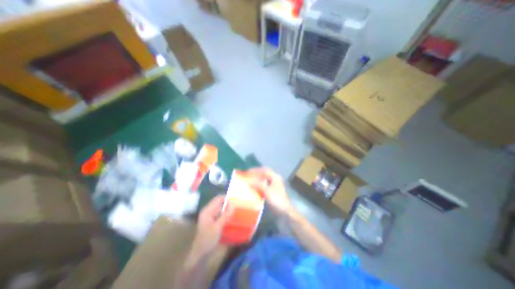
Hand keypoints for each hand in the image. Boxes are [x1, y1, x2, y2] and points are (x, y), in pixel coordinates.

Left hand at [192, 196, 232, 254]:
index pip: (218, 199)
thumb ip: (226, 215)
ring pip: (221, 208)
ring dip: (228, 209)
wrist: (200, 255)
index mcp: (207, 210)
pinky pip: (221, 214)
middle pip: (220, 203)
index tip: (237, 200)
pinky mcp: (213, 221)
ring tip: (237, 210)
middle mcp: (208, 211)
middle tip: (239, 205)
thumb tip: (234, 204)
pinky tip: (232, 217)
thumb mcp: (218, 227)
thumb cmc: (208, 240)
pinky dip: (226, 214)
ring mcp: (210, 216)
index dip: (227, 198)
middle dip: (229, 203)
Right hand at [247, 167, 295, 216]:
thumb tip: (249, 181)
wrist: (285, 211)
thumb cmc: (276, 200)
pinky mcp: (274, 189)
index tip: (248, 172)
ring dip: (258, 177)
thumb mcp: (267, 191)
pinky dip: (260, 183)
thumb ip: (258, 184)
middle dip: (257, 173)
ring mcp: (275, 184)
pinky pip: (265, 183)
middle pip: (265, 173)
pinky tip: (255, 185)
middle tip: (249, 174)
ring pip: (265, 178)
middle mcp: (276, 178)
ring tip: (251, 179)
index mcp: (275, 176)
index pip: (264, 170)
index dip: (256, 170)